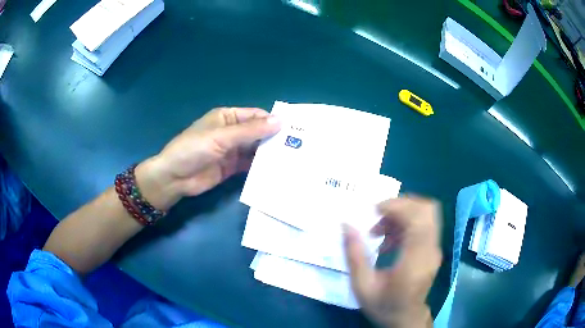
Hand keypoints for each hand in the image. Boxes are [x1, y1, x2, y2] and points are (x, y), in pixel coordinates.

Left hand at [137, 107, 280, 209]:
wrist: (175, 178)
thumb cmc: (194, 149)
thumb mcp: (222, 137)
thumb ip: (250, 131)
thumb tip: (280, 120)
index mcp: (227, 117)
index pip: (255, 116)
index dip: (273, 121)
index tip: (294, 130)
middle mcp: (231, 132)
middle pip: (257, 132)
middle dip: (274, 138)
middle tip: (298, 146)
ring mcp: (232, 150)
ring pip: (255, 148)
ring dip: (269, 153)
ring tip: (292, 159)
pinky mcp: (232, 167)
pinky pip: (250, 164)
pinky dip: (261, 166)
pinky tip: (276, 170)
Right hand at [343, 196, 441, 327]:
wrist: (405, 317)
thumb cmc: (383, 305)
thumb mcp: (362, 286)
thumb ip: (354, 255)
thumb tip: (346, 225)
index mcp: (415, 260)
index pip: (418, 218)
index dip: (398, 206)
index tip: (374, 211)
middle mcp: (430, 250)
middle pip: (426, 209)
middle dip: (400, 205)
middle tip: (377, 217)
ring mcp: (434, 248)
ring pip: (425, 213)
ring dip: (401, 214)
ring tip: (379, 233)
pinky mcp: (432, 249)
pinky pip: (422, 224)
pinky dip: (405, 223)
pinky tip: (388, 241)